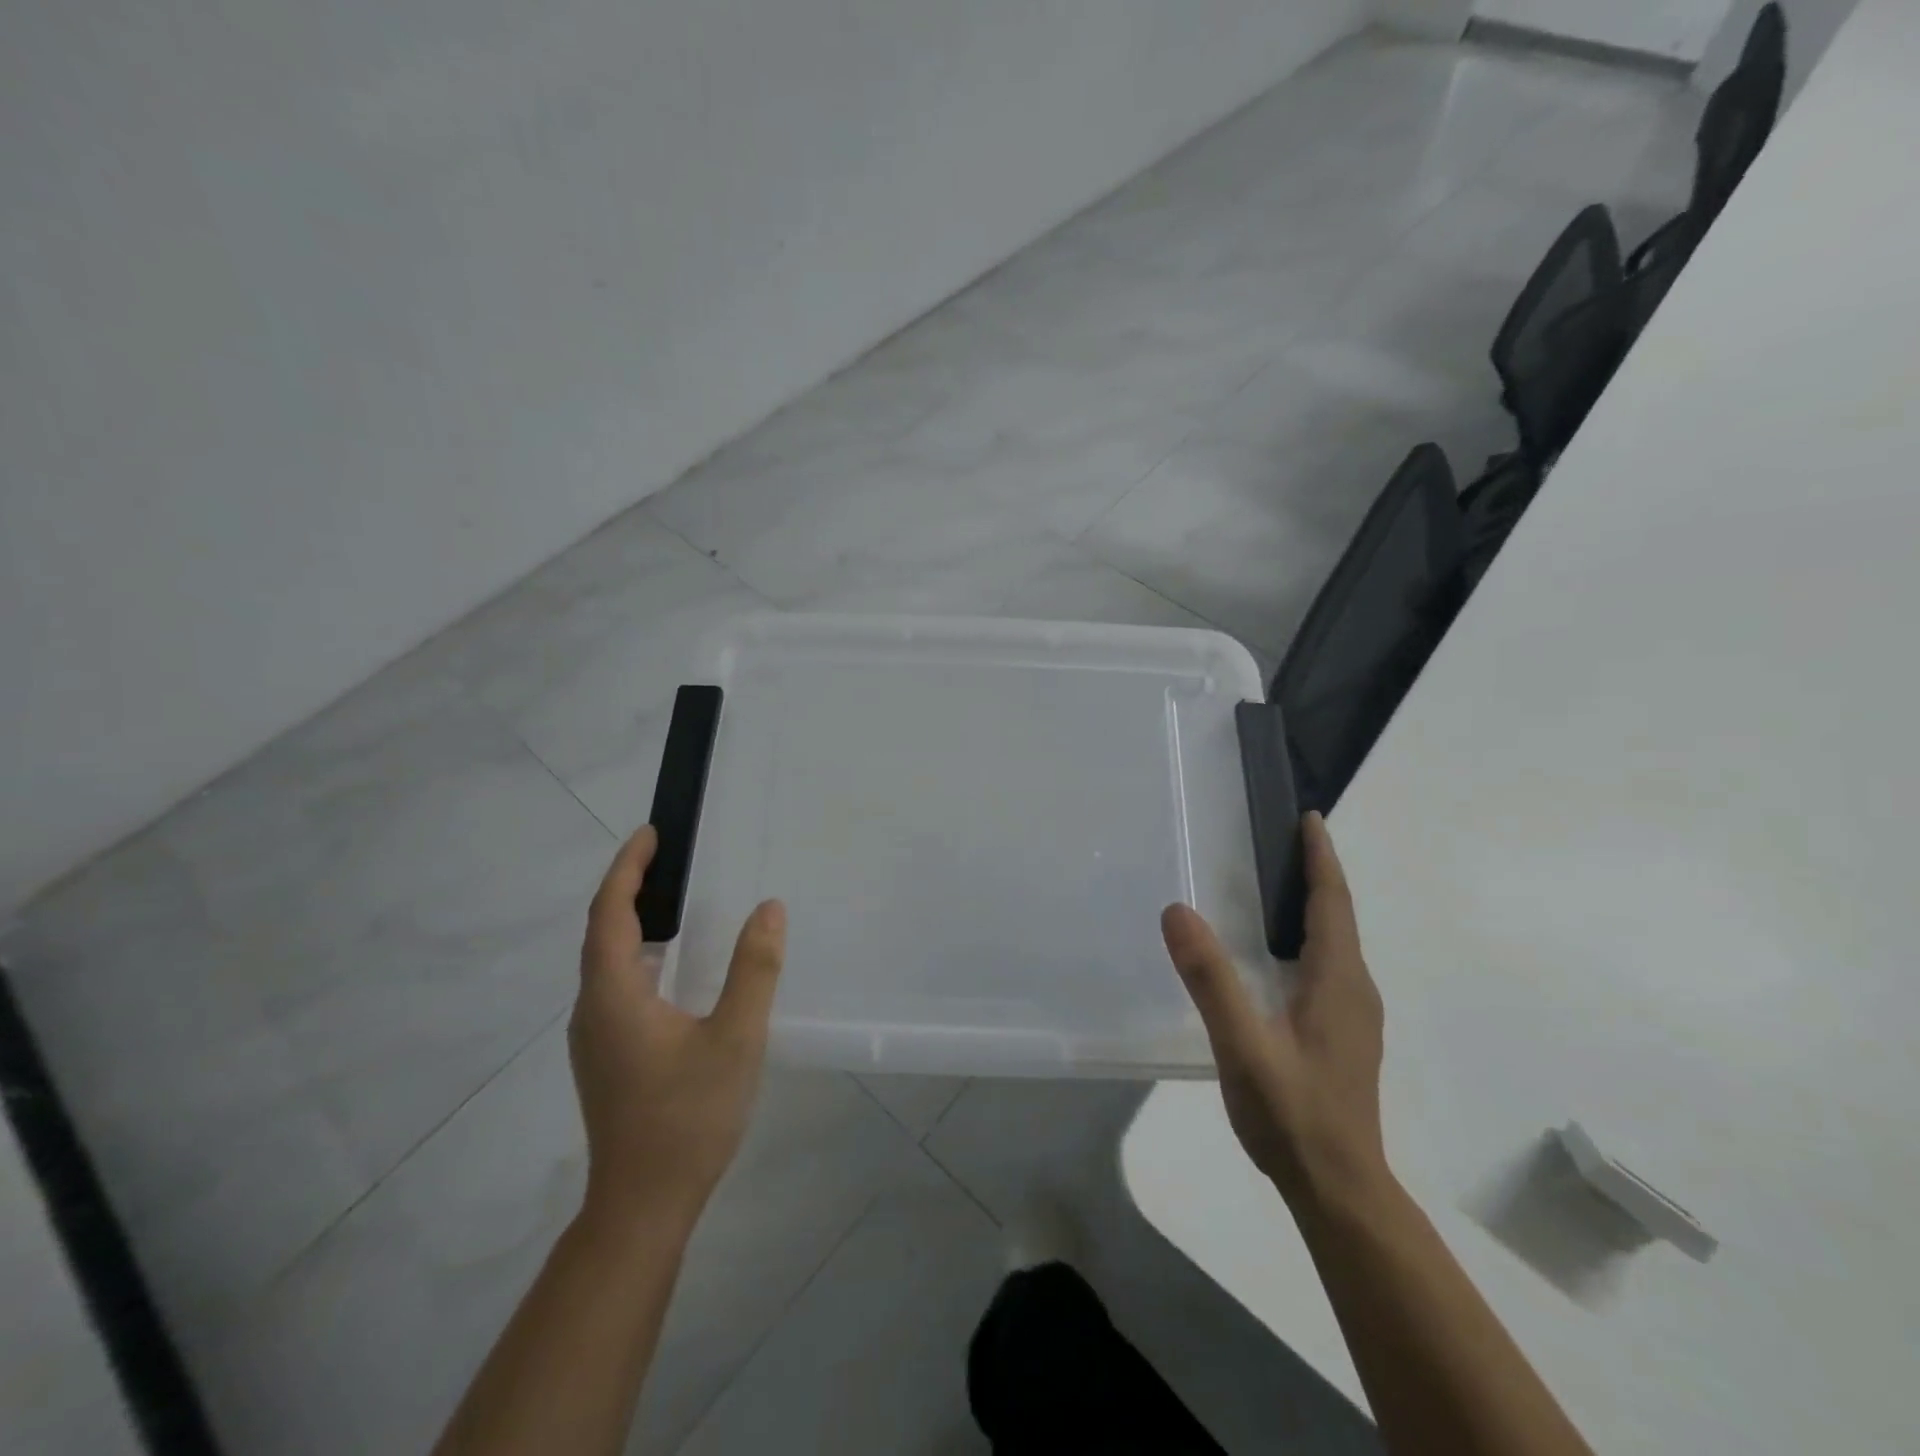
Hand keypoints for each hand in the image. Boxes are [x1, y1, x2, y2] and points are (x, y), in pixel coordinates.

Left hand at [568, 826, 787, 1232]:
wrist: (642, 1207)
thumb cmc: (688, 1117)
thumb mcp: (735, 1038)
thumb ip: (754, 969)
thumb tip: (769, 908)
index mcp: (614, 995)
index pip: (610, 913)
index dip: (628, 868)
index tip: (651, 833)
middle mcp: (593, 1009)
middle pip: (602, 932)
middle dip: (630, 887)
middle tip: (667, 856)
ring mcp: (594, 1037)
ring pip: (606, 961)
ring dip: (632, 921)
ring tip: (671, 898)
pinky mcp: (606, 1056)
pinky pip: (615, 985)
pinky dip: (637, 954)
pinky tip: (671, 965)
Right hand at [1161, 811, 1386, 1208]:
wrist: (1339, 1189)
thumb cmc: (1292, 1114)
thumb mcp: (1243, 1045)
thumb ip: (1211, 979)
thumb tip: (1178, 910)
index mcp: (1337, 980)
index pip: (1332, 903)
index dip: (1321, 858)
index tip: (1310, 818)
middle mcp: (1354, 989)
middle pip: (1338, 916)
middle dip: (1317, 874)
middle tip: (1282, 840)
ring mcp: (1353, 1015)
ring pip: (1336, 943)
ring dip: (1315, 905)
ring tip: (1278, 883)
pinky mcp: (1343, 1035)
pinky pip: (1328, 966)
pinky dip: (1309, 937)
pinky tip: (1278, 953)